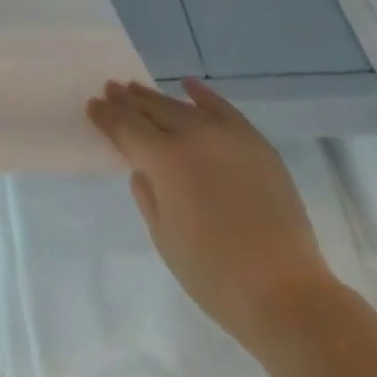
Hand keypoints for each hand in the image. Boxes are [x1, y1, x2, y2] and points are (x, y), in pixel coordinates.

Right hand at [88, 78, 331, 348]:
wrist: (284, 291)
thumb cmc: (215, 275)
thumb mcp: (165, 239)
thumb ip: (148, 195)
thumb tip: (143, 167)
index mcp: (165, 161)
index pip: (127, 128)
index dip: (107, 116)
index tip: (93, 106)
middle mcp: (192, 136)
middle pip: (152, 109)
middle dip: (128, 100)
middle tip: (111, 89)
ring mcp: (226, 135)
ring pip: (183, 106)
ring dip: (157, 97)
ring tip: (137, 89)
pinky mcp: (254, 142)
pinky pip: (223, 108)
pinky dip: (202, 94)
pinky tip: (188, 85)